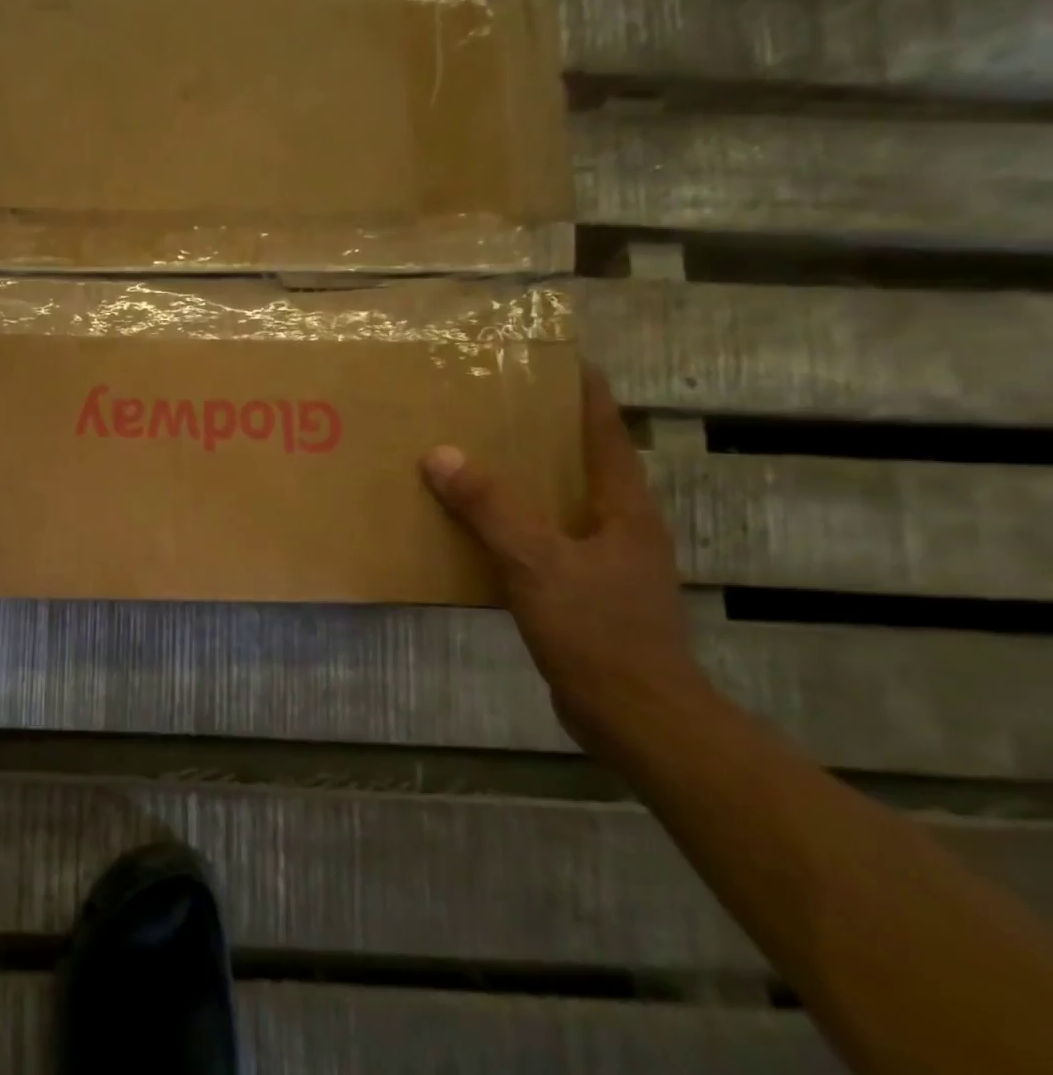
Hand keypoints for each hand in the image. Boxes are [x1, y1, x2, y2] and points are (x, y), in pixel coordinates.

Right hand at [420, 365, 715, 761]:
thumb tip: (441, 453)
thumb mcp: (535, 561)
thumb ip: (490, 507)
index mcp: (623, 508)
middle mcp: (620, 527)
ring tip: (479, 460)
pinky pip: (544, 543)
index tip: (561, 360)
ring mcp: (606, 563)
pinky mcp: (585, 595)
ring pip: (561, 506)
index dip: (586, 394)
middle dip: (546, 434)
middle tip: (498, 406)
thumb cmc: (597, 629)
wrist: (634, 715)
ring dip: (527, 482)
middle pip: (583, 465)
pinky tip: (479, 531)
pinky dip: (514, 527)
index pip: (606, 433)